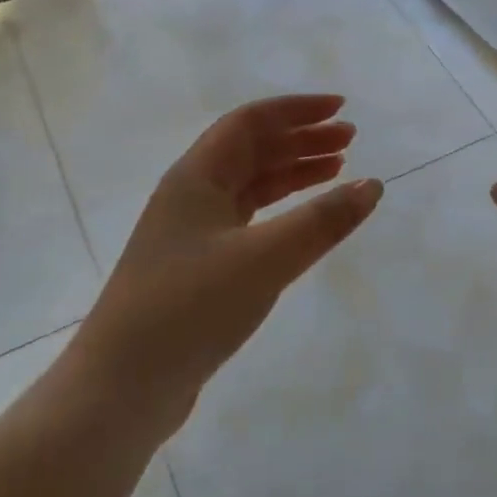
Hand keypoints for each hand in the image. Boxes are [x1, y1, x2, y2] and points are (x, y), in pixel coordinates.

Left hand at [70, 95, 382, 435]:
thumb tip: (372, 185)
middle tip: (350, 140)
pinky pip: (248, 220)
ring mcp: (192, 232)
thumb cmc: (191, 307)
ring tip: (338, 171)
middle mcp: (192, 194)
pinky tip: (304, 222)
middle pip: (252, 149)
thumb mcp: (265, 259)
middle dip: (301, 139)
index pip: (250, 122)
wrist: (123, 387)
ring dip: (293, 172)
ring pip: (251, 185)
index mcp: (196, 176)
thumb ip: (322, 221)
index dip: (297, 110)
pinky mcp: (199, 267)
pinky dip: (281, 212)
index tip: (341, 109)